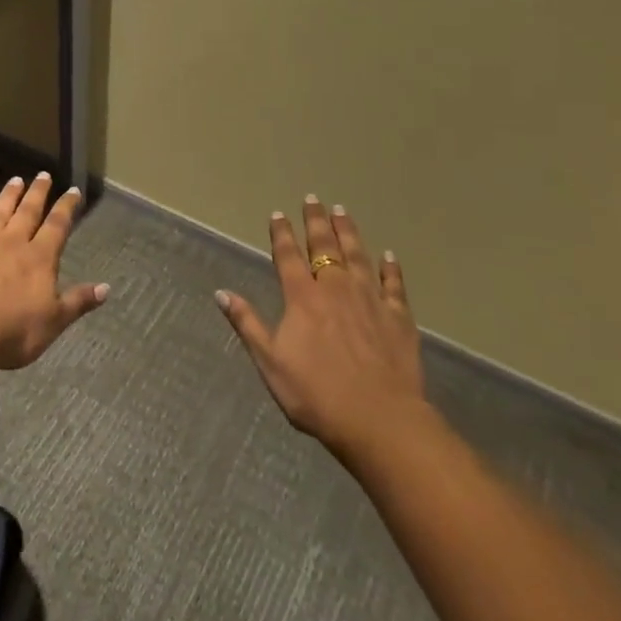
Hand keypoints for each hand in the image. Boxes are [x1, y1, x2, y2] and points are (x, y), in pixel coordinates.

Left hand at [0, 173, 108, 369]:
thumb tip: (106, 288)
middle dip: (37, 193)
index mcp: (39, 259)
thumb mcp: (54, 321)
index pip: (57, 227)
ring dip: (7, 197)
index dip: (66, 208)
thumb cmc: (13, 331)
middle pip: (27, 213)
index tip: (73, 190)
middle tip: (43, 174)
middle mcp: (11, 244)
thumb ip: (78, 301)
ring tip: (15, 180)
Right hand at [217, 196, 427, 460]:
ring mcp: (370, 300)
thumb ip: (248, 324)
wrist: (380, 421)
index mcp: (302, 298)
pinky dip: (391, 269)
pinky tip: (390, 257)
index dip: (281, 233)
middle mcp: (336, 289)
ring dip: (349, 232)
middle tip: (314, 199)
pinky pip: (394, 285)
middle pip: (325, 246)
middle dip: (316, 221)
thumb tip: (221, 292)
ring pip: (358, 256)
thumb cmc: (317, 395)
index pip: (288, 255)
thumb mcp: (270, 363)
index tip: (278, 214)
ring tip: (342, 211)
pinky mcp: (399, 318)